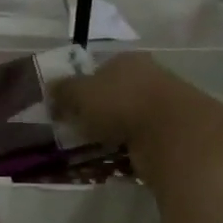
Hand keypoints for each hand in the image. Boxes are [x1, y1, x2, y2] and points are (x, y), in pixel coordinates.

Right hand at [49, 52, 222, 157]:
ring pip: (127, 118)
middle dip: (96, 112)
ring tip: (92, 150)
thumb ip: (63, 90)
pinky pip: (141, 141)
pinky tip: (115, 161)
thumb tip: (51, 89)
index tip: (67, 109)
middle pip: (114, 94)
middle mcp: (148, 76)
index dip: (80, 88)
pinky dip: (128, 150)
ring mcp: (163, 105)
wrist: (172, 134)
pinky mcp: (172, 132)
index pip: (98, 70)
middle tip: (77, 132)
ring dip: (112, 133)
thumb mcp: (80, 93)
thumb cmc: (121, 104)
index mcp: (126, 60)